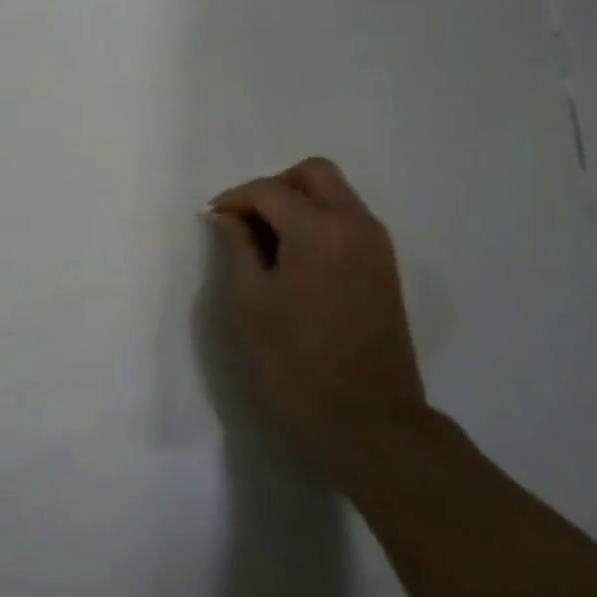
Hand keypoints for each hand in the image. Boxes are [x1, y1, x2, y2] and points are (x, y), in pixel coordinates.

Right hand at [209, 158, 426, 463]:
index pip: (269, 190)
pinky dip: (319, 223)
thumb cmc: (296, 363)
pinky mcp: (385, 270)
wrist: (370, 423)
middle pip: (314, 174)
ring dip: (298, 204)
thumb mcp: (249, 303)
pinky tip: (296, 262)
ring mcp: (376, 247)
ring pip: (335, 195)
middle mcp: (355, 224)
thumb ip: (236, 247)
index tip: (211, 221)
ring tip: (267, 244)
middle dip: (274, 187)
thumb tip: (229, 216)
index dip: (234, 199)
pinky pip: (348, 222)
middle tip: (246, 222)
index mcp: (318, 229)